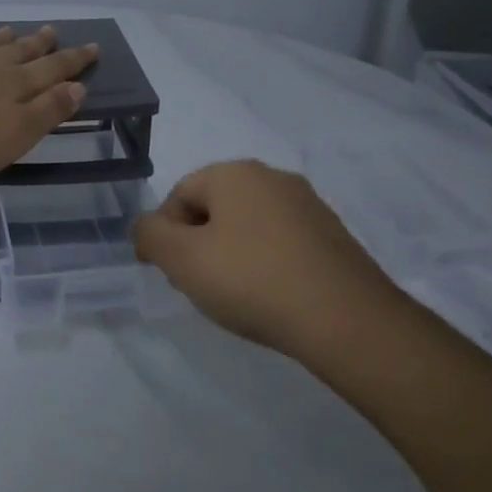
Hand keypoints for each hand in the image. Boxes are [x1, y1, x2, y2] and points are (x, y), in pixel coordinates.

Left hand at [0, 25, 99, 182]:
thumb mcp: (20, 132)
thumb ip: (49, 109)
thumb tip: (77, 86)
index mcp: (15, 85)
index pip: (52, 69)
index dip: (73, 60)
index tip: (94, 46)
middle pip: (18, 54)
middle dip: (38, 44)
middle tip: (52, 30)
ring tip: (9, 29)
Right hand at [133, 160, 409, 359]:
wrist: (345, 319)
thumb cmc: (252, 281)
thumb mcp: (182, 260)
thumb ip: (150, 235)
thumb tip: (146, 227)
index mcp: (235, 173)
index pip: (180, 194)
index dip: (164, 234)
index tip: (168, 273)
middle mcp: (273, 177)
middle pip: (215, 207)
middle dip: (198, 243)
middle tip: (198, 285)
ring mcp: (308, 205)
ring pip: (248, 225)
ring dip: (231, 254)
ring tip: (235, 296)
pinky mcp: (333, 235)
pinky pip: (281, 242)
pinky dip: (265, 263)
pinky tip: (270, 296)